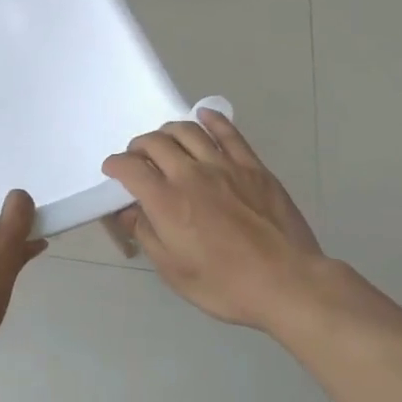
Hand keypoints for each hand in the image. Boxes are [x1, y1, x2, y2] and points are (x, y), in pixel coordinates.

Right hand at [102, 109, 329, 331]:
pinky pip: (228, 132)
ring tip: (165, 141)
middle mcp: (189, 175)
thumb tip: (128, 211)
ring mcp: (223, 166)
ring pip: (187, 131)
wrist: (288, 283)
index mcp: (166, 201)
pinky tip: (204, 117)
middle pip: (155, 142)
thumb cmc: (225, 285)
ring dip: (168, 131)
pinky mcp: (252, 166)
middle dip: (138, 146)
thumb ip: (146, 234)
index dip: (115, 165)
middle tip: (138, 158)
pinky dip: (212, 119)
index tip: (113, 171)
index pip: (129, 168)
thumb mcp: (173, 270)